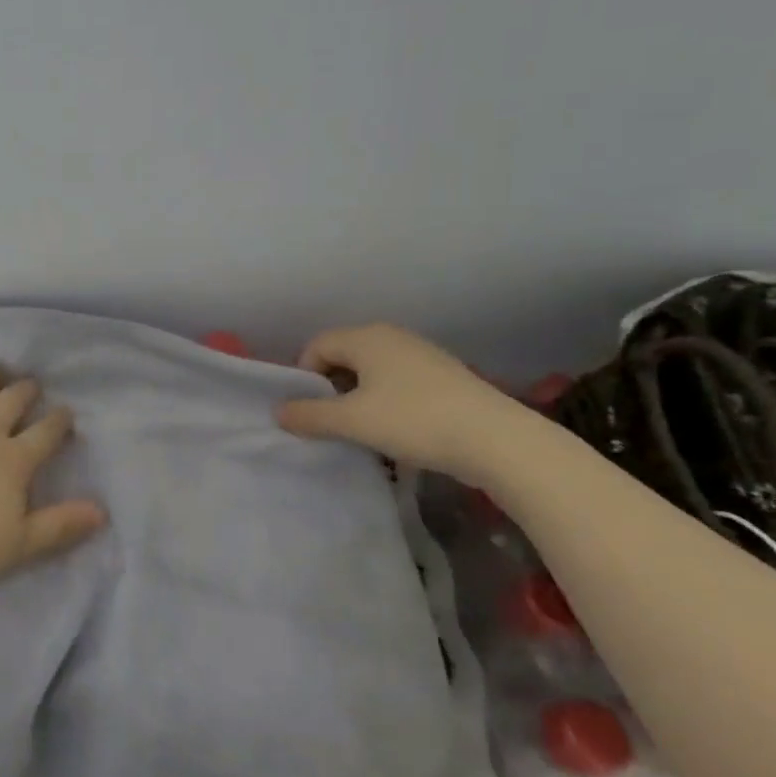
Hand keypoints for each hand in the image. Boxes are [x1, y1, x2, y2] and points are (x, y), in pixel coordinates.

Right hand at [276, 324, 535, 483]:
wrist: (496, 440)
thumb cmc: (414, 421)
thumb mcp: (352, 421)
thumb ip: (310, 416)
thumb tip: (279, 412)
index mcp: (366, 337)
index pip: (317, 346)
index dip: (304, 377)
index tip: (309, 411)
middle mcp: (392, 336)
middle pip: (344, 356)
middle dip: (331, 389)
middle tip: (331, 423)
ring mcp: (422, 354)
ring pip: (372, 372)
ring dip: (358, 399)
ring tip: (363, 432)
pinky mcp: (444, 376)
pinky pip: (398, 383)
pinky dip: (386, 403)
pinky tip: (396, 432)